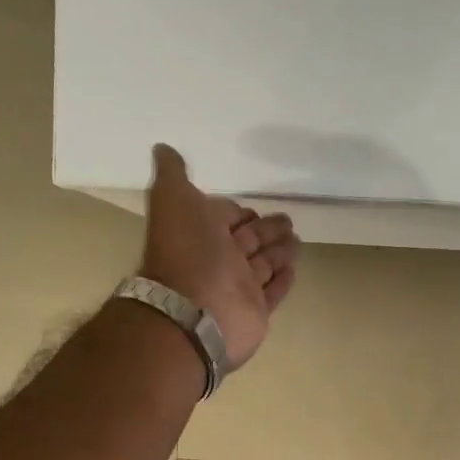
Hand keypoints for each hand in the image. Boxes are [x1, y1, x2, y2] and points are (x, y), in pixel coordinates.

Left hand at [139, 143, 300, 368]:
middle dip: (267, 229)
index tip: (255, 207)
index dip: (239, 211)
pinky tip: (293, 269)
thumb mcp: (173, 200)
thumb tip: (162, 148)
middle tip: (288, 221)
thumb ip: (173, 174)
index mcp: (201, 231)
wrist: (195, 311)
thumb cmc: (188, 252)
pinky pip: (273, 292)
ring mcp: (238, 287)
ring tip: (298, 240)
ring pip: (264, 264)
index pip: (225, 216)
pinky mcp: (256, 311)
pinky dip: (283, 280)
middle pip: (249, 239)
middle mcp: (219, 259)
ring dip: (280, 251)